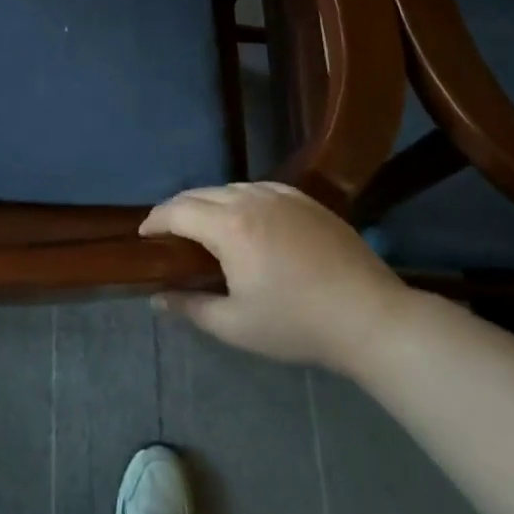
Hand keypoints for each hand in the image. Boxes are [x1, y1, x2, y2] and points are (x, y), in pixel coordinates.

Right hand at [142, 182, 412, 370]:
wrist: (370, 317)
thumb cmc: (297, 324)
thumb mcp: (235, 326)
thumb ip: (190, 308)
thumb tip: (156, 298)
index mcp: (229, 226)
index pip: (177, 210)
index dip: (155, 221)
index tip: (143, 236)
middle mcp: (251, 199)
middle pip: (201, 193)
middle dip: (178, 209)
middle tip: (168, 234)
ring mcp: (282, 196)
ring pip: (230, 187)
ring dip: (208, 202)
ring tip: (204, 227)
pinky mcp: (306, 201)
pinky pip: (259, 188)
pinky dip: (240, 198)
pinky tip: (246, 218)